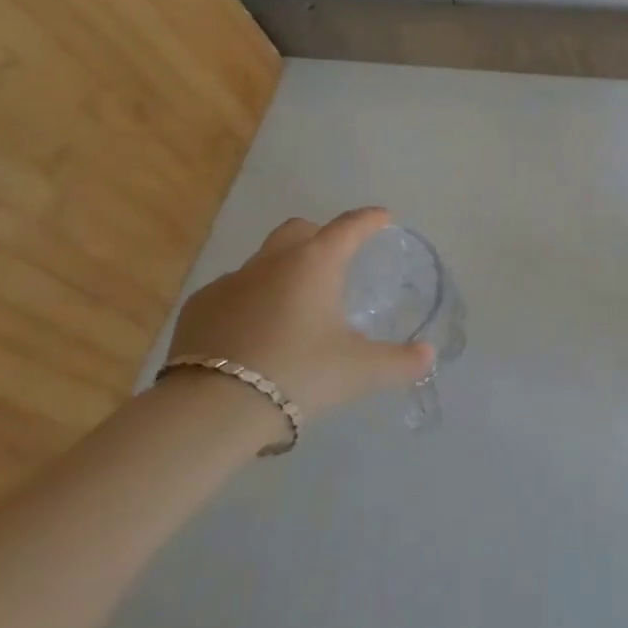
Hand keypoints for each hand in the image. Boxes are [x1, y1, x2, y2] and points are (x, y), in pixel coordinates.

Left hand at [165, 208, 433, 443]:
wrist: (212, 409)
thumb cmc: (299, 374)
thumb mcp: (359, 371)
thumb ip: (399, 361)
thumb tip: (428, 355)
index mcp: (315, 263)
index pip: (349, 227)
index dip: (369, 220)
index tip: (382, 218)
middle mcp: (272, 261)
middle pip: (299, 231)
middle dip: (320, 235)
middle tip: (336, 259)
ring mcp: (230, 282)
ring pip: (263, 261)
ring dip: (282, 271)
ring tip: (295, 305)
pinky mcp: (199, 308)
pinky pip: (232, 292)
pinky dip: (249, 301)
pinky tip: (253, 331)